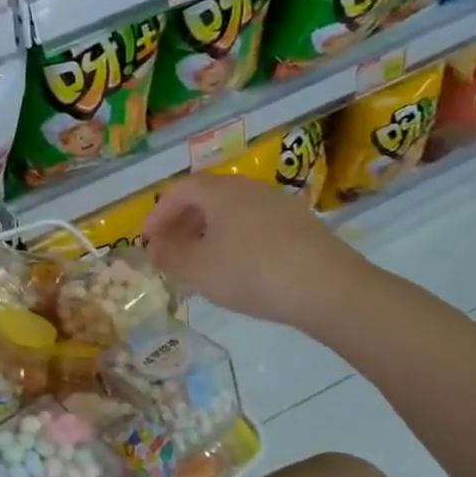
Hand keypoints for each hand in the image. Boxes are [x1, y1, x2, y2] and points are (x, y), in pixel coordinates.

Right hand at [140, 174, 367, 328]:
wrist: (328, 288)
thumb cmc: (250, 272)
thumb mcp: (197, 270)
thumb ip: (169, 257)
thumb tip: (156, 248)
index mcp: (220, 192)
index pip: (178, 191)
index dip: (157, 214)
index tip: (147, 241)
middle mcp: (249, 188)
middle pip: (207, 197)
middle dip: (182, 222)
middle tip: (170, 249)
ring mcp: (279, 204)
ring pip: (233, 211)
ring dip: (209, 230)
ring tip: (201, 260)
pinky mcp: (302, 225)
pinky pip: (255, 224)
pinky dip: (236, 238)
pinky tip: (238, 266)